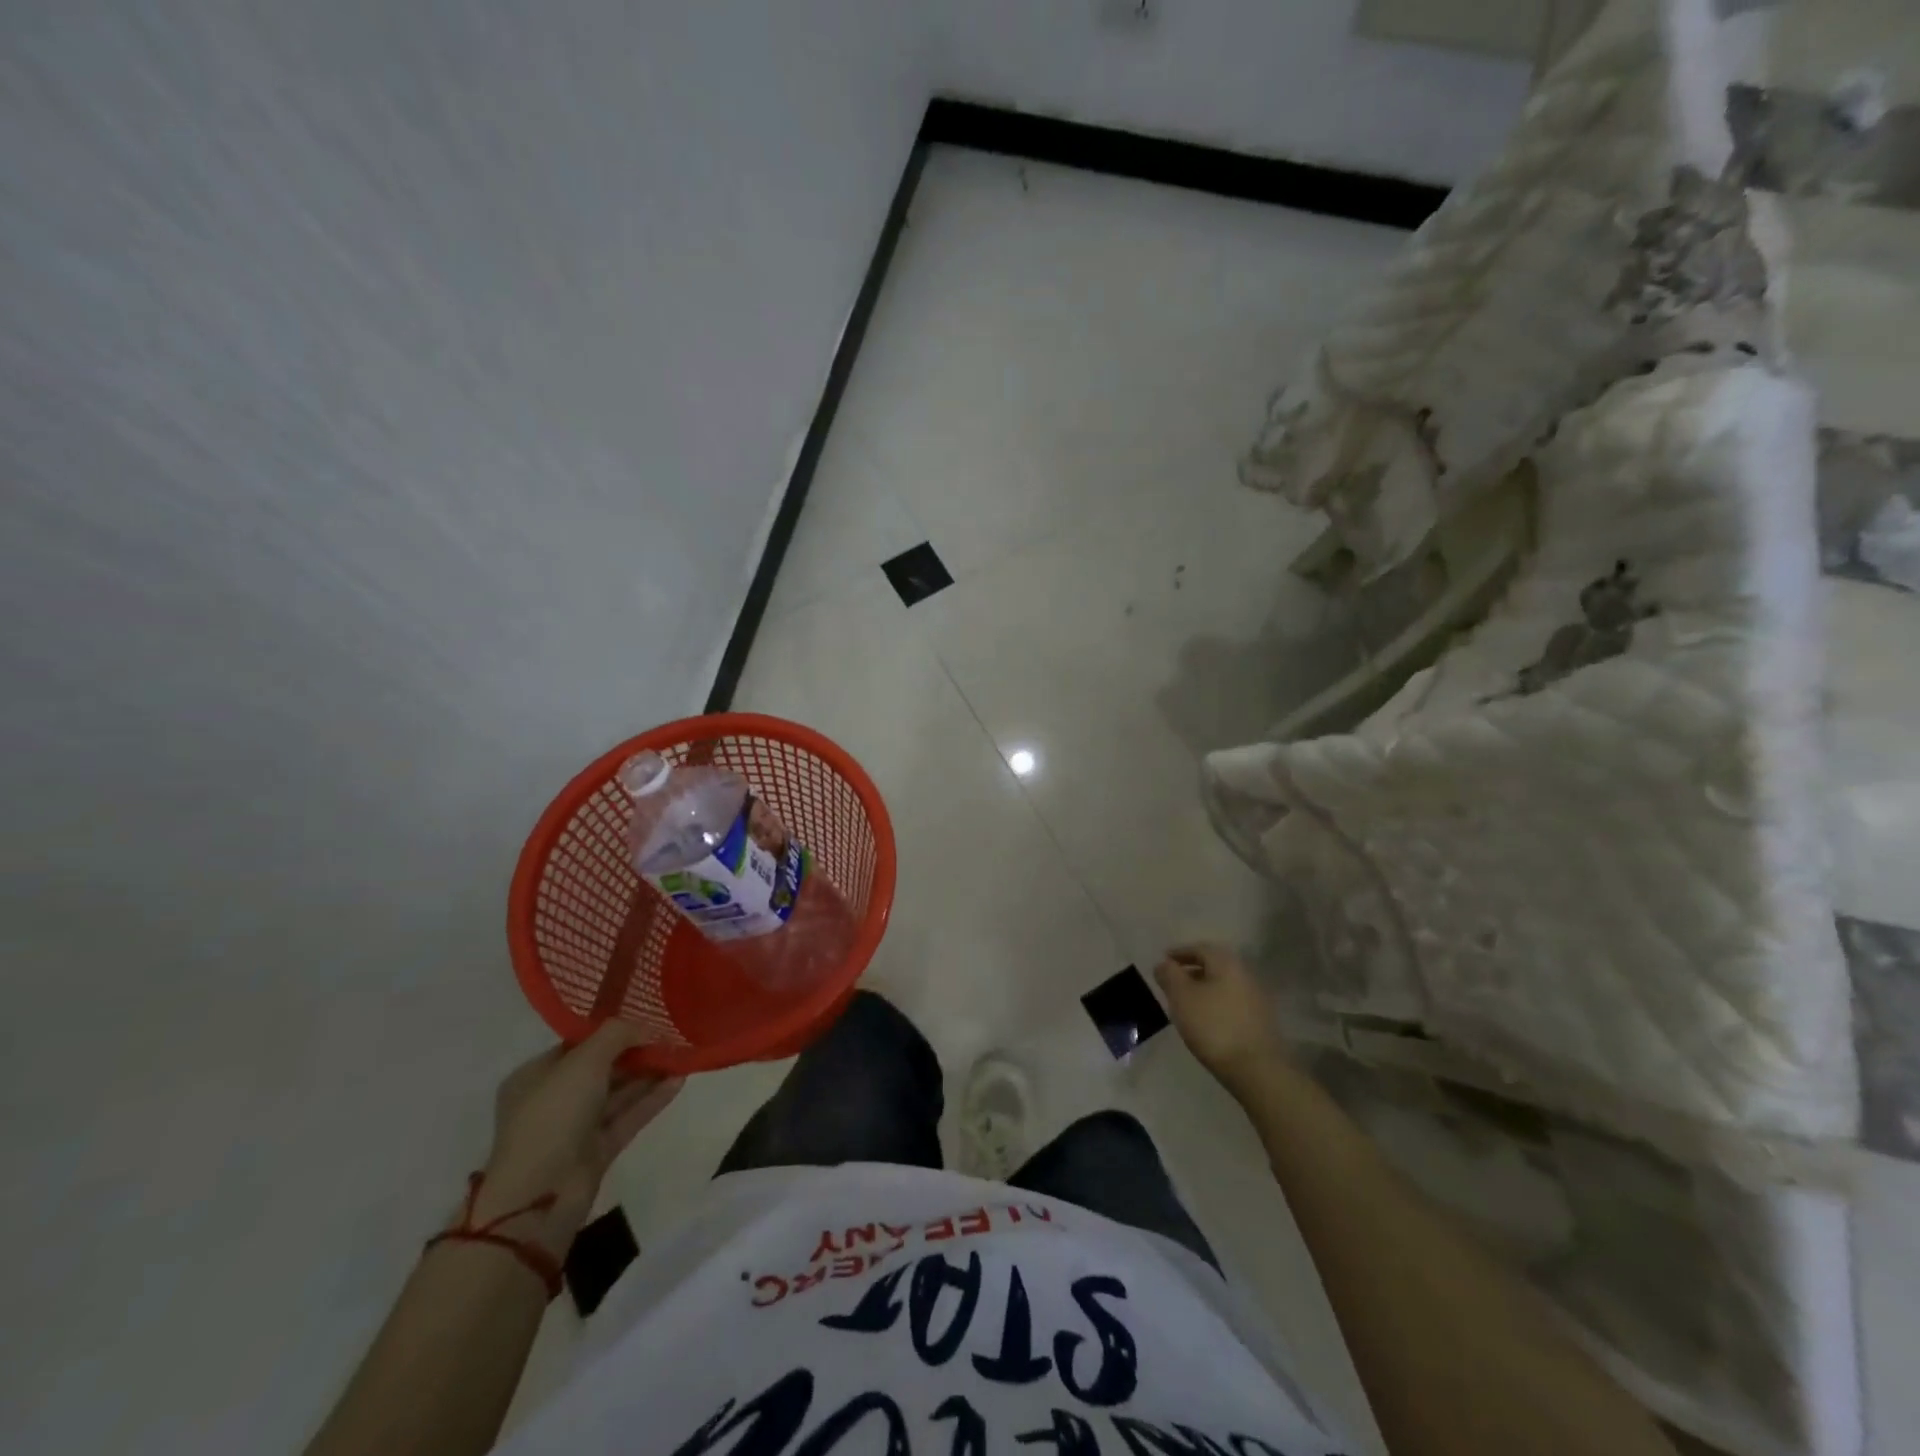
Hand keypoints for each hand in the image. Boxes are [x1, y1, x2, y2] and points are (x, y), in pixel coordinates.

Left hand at [475, 1022, 682, 1255]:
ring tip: (682, 1055)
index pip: (578, 1045)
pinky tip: (679, 1081)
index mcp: (535, 1076)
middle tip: (670, 1037)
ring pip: (618, 1093)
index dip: (612, 1031)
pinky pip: (628, 1117)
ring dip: (649, 1075)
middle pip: (602, 1068)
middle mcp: (554, 1100)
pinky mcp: (597, 1151)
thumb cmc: (553, 1116)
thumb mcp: (584, 1061)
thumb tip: (646, 1027)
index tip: (646, 1020)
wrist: (540, 1196)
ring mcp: (575, 1128)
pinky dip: (652, 1099)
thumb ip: (617, 1035)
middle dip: (636, 1052)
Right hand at [1154, 942, 1286, 1089]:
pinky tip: (1205, 1019)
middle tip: (1173, 981)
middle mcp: (1245, 975)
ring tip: (1185, 1002)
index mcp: (1227, 963)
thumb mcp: (1181, 997)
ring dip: (1203, 988)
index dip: (1179, 952)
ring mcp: (1256, 999)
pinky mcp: (1260, 1021)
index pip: (1200, 948)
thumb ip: (1169, 975)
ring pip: (1223, 985)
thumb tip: (1164, 964)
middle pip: (1214, 965)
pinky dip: (1215, 1003)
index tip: (1164, 961)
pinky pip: (1231, 1002)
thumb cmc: (1213, 1025)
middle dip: (1192, 970)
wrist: (1256, 1069)